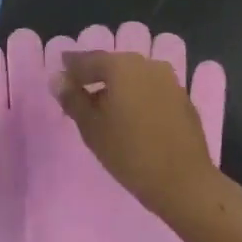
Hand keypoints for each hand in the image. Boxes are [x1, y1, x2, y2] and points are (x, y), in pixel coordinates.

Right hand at [52, 49, 224, 224]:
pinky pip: (151, 90)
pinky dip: (136, 96)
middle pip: (114, 65)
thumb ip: (72, 99)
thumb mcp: (91, 127)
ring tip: (101, 106)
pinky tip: (129, 116)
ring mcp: (170, 81)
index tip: (59, 71)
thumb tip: (57, 78)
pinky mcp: (182, 99)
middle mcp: (148, 65)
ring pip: (134, 77)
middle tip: (77, 90)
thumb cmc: (129, 153)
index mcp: (122, 66)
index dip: (71, 66)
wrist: (184, 182)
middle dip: (95, 76)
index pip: (89, 59)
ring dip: (117, 87)